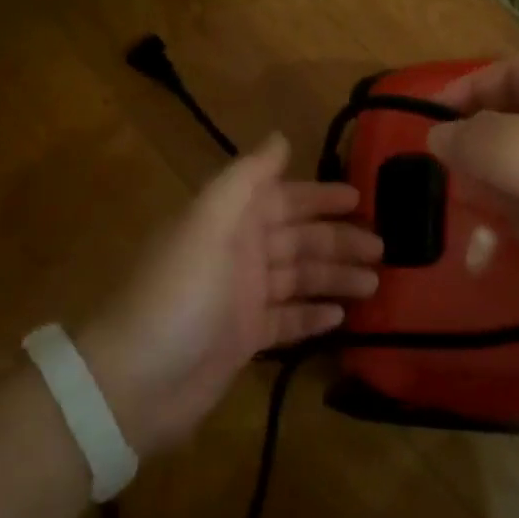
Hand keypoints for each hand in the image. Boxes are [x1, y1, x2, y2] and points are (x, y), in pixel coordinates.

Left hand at [78, 135, 381, 454]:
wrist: (135, 381)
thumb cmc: (180, 293)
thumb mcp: (209, 222)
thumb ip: (246, 178)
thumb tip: (281, 137)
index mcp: (230, 221)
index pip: (284, 199)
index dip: (320, 196)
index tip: (361, 197)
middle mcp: (238, 253)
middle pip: (298, 239)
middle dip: (338, 240)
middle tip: (383, 248)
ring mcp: (242, 298)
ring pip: (299, 278)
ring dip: (335, 276)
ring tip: (374, 284)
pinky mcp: (244, 339)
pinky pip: (287, 319)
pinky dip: (313, 314)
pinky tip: (342, 316)